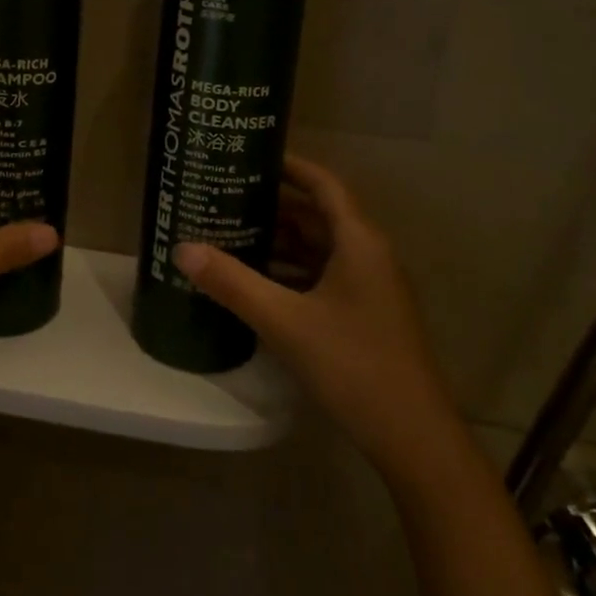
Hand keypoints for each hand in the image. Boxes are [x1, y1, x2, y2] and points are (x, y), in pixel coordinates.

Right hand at [174, 154, 447, 469]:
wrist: (414, 439)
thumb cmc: (353, 365)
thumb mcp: (285, 321)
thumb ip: (233, 283)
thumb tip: (182, 248)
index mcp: (359, 241)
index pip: (323, 184)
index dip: (290, 166)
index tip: (250, 156)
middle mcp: (368, 255)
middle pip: (318, 215)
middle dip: (273, 205)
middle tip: (226, 196)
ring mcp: (370, 287)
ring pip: (319, 248)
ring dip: (280, 241)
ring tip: (231, 233)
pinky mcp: (366, 315)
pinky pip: (323, 277)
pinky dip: (291, 272)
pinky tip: (257, 282)